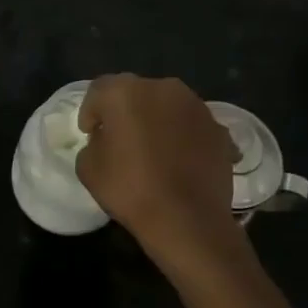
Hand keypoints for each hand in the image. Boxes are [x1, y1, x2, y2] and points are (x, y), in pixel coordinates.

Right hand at [76, 73, 239, 258]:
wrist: (187, 219)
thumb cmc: (130, 189)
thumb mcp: (88, 168)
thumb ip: (93, 143)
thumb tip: (106, 139)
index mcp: (125, 92)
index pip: (99, 90)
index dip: (91, 111)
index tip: (90, 133)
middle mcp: (163, 88)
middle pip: (137, 93)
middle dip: (127, 112)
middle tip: (121, 140)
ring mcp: (197, 107)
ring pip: (168, 107)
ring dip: (158, 122)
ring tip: (155, 151)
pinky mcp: (219, 129)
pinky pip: (193, 127)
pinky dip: (184, 138)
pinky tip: (181, 162)